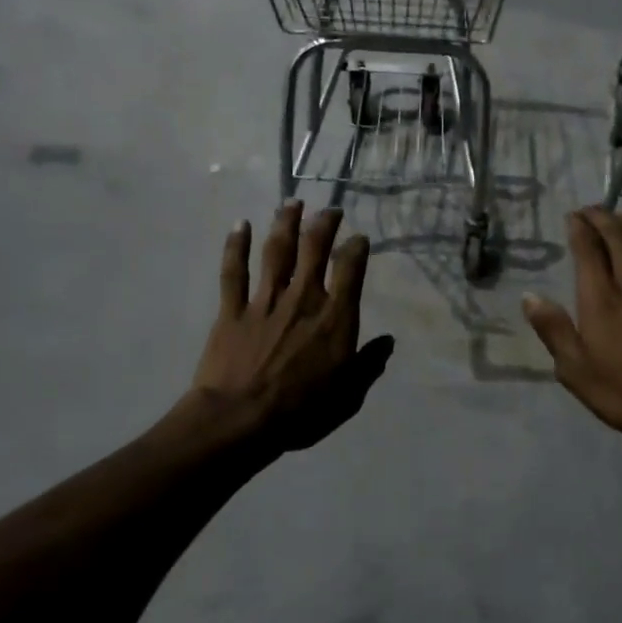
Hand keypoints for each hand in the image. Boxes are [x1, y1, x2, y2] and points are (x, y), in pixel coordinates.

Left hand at [191, 202, 393, 455]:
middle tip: (329, 210)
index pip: (350, 269)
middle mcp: (302, 299)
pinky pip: (234, 272)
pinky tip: (240, 225)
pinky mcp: (233, 310)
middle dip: (323, 224)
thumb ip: (368, 365)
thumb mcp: (348, 395)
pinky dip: (236, 246)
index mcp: (334, 318)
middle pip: (314, 249)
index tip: (359, 238)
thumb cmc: (301, 411)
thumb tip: (387, 342)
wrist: (241, 419)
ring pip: (277, 251)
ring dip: (285, 223)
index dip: (357, 248)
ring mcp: (265, 301)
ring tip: (291, 203)